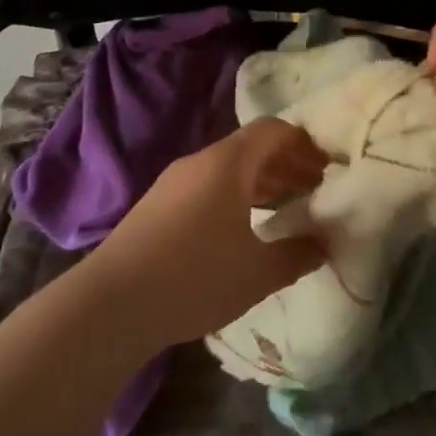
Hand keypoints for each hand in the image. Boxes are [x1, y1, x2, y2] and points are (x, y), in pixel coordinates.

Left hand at [89, 119, 329, 347]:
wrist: (110, 305)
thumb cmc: (195, 277)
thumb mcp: (258, 273)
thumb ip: (298, 254)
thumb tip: (324, 243)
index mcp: (227, 164)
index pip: (273, 130)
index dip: (303, 143)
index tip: (326, 167)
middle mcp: (198, 162)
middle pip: (250, 148)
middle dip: (285, 164)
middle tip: (312, 190)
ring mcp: (172, 183)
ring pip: (226, 169)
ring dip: (259, 182)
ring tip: (283, 209)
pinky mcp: (155, 206)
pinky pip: (205, 187)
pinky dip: (232, 196)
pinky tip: (240, 230)